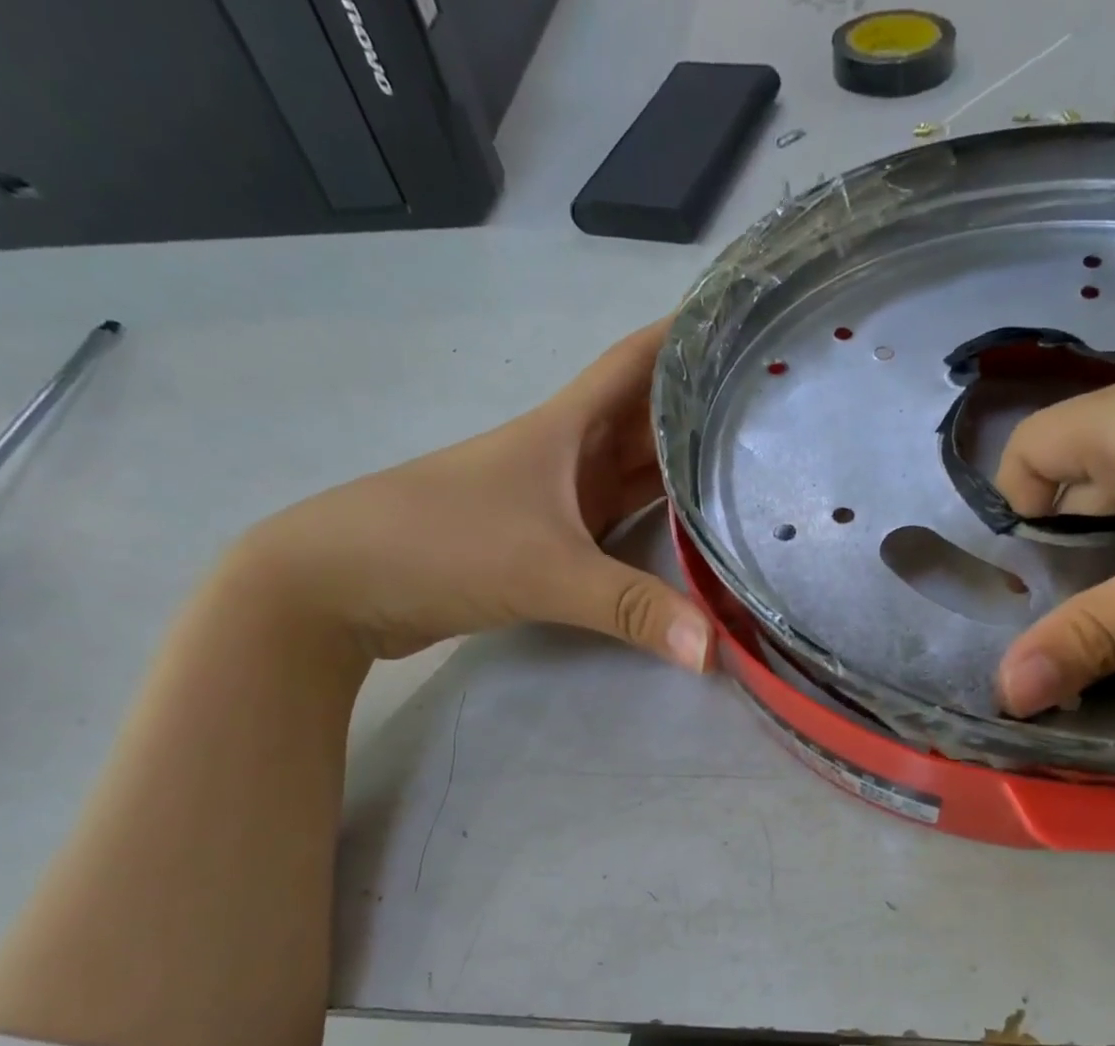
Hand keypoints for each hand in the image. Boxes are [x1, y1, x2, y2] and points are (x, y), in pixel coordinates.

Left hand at [238, 319, 709, 669]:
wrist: (339, 585)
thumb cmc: (440, 544)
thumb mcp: (545, 571)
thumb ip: (632, 607)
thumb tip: (713, 653)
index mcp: (565, 427)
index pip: (637, 362)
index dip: (688, 337)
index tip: (748, 324)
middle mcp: (566, 453)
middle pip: (646, 417)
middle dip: (705, 407)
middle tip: (774, 409)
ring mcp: (555, 497)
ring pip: (633, 470)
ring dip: (682, 467)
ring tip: (751, 464)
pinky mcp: (546, 540)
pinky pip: (617, 519)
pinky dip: (654, 521)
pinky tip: (692, 532)